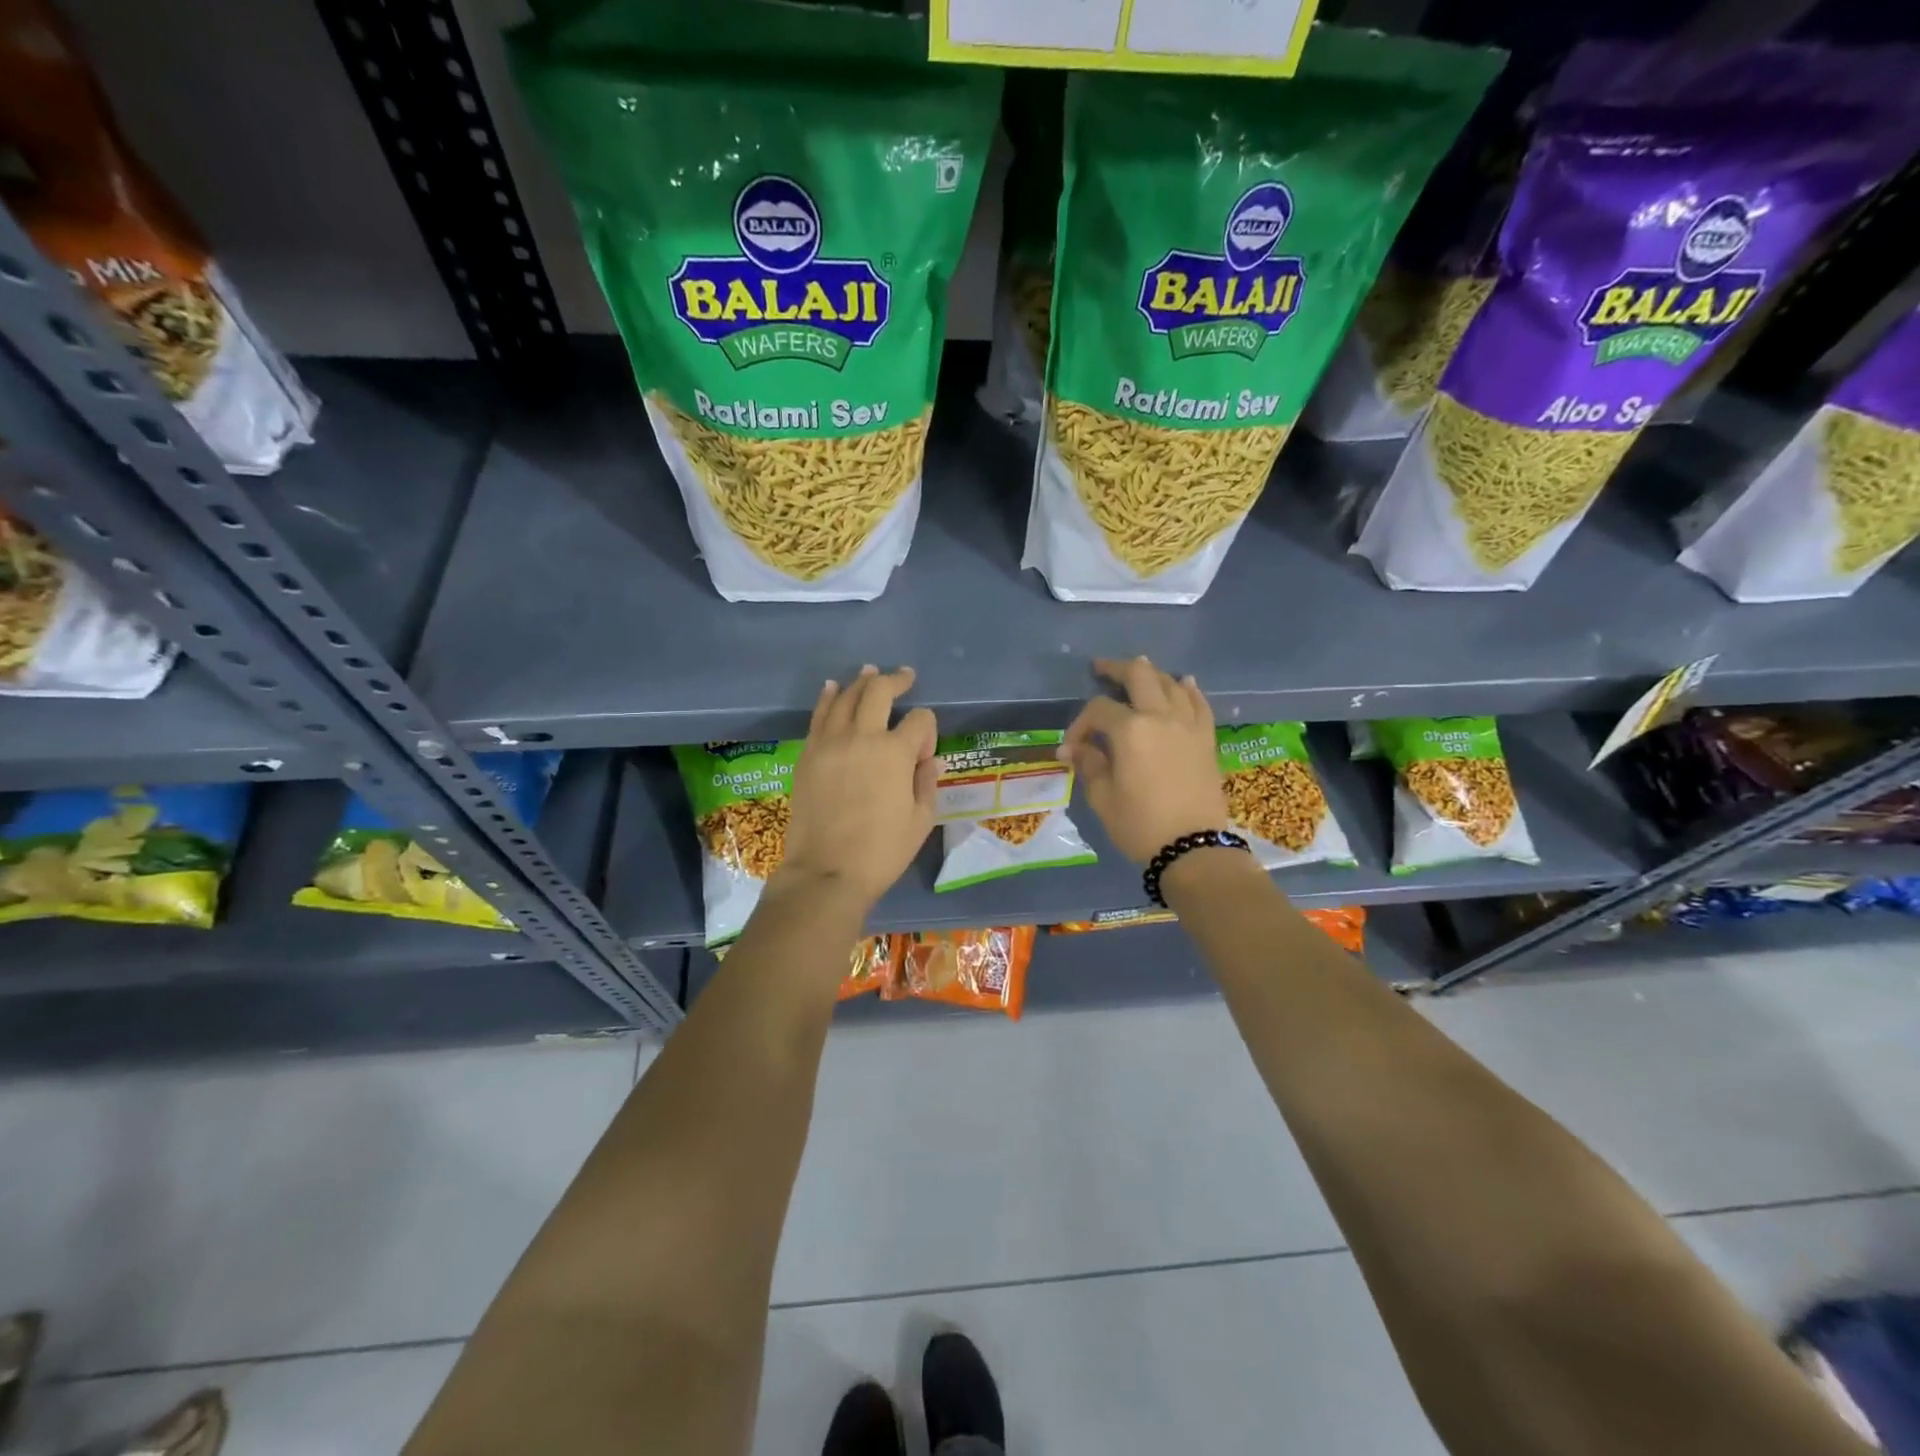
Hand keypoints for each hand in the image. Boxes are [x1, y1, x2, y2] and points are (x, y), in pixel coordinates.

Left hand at [777, 665, 938, 908]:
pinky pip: (819, 715)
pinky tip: (833, 689)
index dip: (927, 728)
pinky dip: (828, 697)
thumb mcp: (920, 821)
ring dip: (860, 682)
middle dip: (895, 680)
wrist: (826, 871)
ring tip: (869, 672)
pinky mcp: (808, 754)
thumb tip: (928, 758)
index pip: (919, 720)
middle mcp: (862, 737)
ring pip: (845, 696)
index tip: (925, 747)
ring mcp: (830, 742)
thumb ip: (926, 782)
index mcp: (896, 753)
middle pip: (878, 692)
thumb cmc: (882, 851)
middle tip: (905, 676)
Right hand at [1060, 656, 1229, 864]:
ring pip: (1171, 683)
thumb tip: (1074, 748)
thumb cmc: (1140, 825)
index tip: (1071, 747)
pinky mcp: (1207, 739)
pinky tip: (1184, 682)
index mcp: (1131, 731)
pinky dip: (1189, 689)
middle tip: (1101, 668)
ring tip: (1138, 672)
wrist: (1193, 848)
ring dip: (1152, 674)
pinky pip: (1200, 704)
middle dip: (1116, 669)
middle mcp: (1161, 717)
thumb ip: (1089, 764)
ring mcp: (1189, 725)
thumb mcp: (1103, 797)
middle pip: (1139, 676)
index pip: (1099, 710)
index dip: (1080, 723)